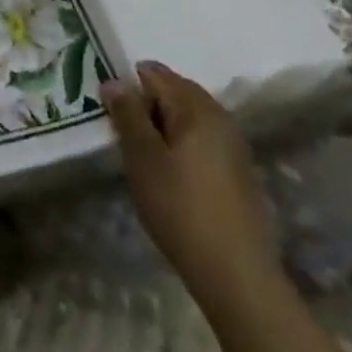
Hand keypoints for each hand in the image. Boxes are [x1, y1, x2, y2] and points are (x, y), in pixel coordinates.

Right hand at [100, 61, 278, 308]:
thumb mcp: (143, 158)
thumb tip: (114, 80)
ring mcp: (233, 146)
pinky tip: (171, 177)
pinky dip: (181, 146)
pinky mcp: (239, 172)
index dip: (128, 87)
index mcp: (197, 107)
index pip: (154, 74)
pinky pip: (202, 141)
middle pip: (174, 92)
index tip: (112, 115)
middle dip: (146, 107)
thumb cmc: (182, 208)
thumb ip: (127, 114)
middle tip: (125, 138)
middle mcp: (220, 117)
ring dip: (163, 128)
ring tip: (144, 159)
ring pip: (188, 118)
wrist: (238, 277)